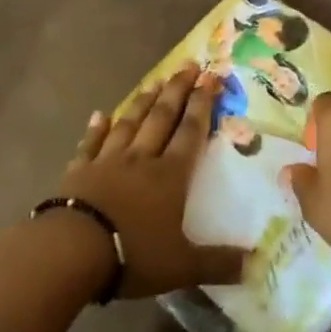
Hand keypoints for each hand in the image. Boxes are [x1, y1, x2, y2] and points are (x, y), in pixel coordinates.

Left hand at [57, 63, 245, 297]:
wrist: (72, 250)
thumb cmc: (133, 254)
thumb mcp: (183, 266)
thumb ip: (219, 263)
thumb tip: (258, 265)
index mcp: (170, 176)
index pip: (191, 132)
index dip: (203, 104)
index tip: (211, 78)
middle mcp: (142, 159)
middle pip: (162, 117)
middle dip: (178, 90)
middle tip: (188, 65)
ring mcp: (108, 161)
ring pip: (130, 123)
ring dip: (144, 101)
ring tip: (155, 81)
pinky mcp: (79, 171)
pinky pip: (91, 143)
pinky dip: (97, 127)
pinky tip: (100, 114)